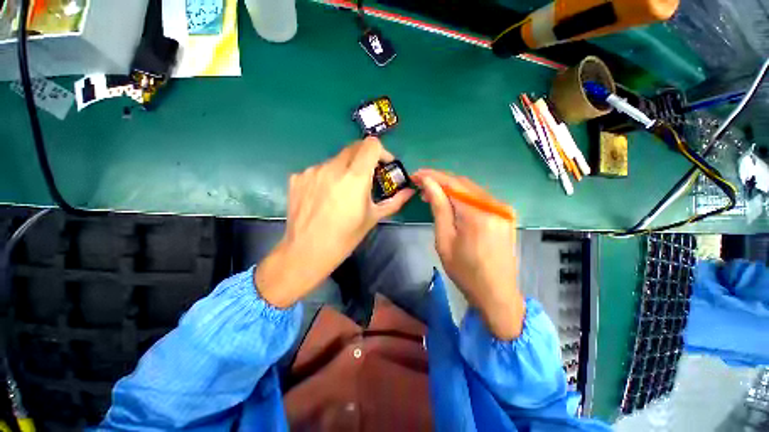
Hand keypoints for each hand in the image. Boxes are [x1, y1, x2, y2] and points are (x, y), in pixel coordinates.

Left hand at [255, 138, 414, 307]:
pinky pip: (318, 170)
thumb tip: (409, 191)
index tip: (383, 166)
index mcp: (355, 177)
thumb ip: (394, 201)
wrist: (306, 252)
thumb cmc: (345, 237)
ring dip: (345, 169)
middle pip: (354, 148)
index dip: (381, 152)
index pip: (371, 145)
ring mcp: (312, 171)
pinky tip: (324, 196)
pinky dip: (327, 177)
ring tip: (343, 192)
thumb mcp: (373, 218)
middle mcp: (332, 168)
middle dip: (365, 158)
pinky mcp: (297, 177)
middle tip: (367, 177)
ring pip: (335, 160)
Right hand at [412, 169, 523, 339]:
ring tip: (431, 195)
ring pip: (471, 189)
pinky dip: (462, 197)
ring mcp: (503, 209)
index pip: (452, 184)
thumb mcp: (444, 240)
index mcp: (477, 214)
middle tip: (420, 185)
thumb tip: (428, 183)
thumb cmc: (465, 272)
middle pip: (462, 183)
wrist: (497, 293)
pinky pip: (479, 198)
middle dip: (440, 181)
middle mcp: (494, 206)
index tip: (416, 175)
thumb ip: (439, 208)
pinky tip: (451, 202)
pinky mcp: (504, 214)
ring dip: (450, 189)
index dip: (432, 176)